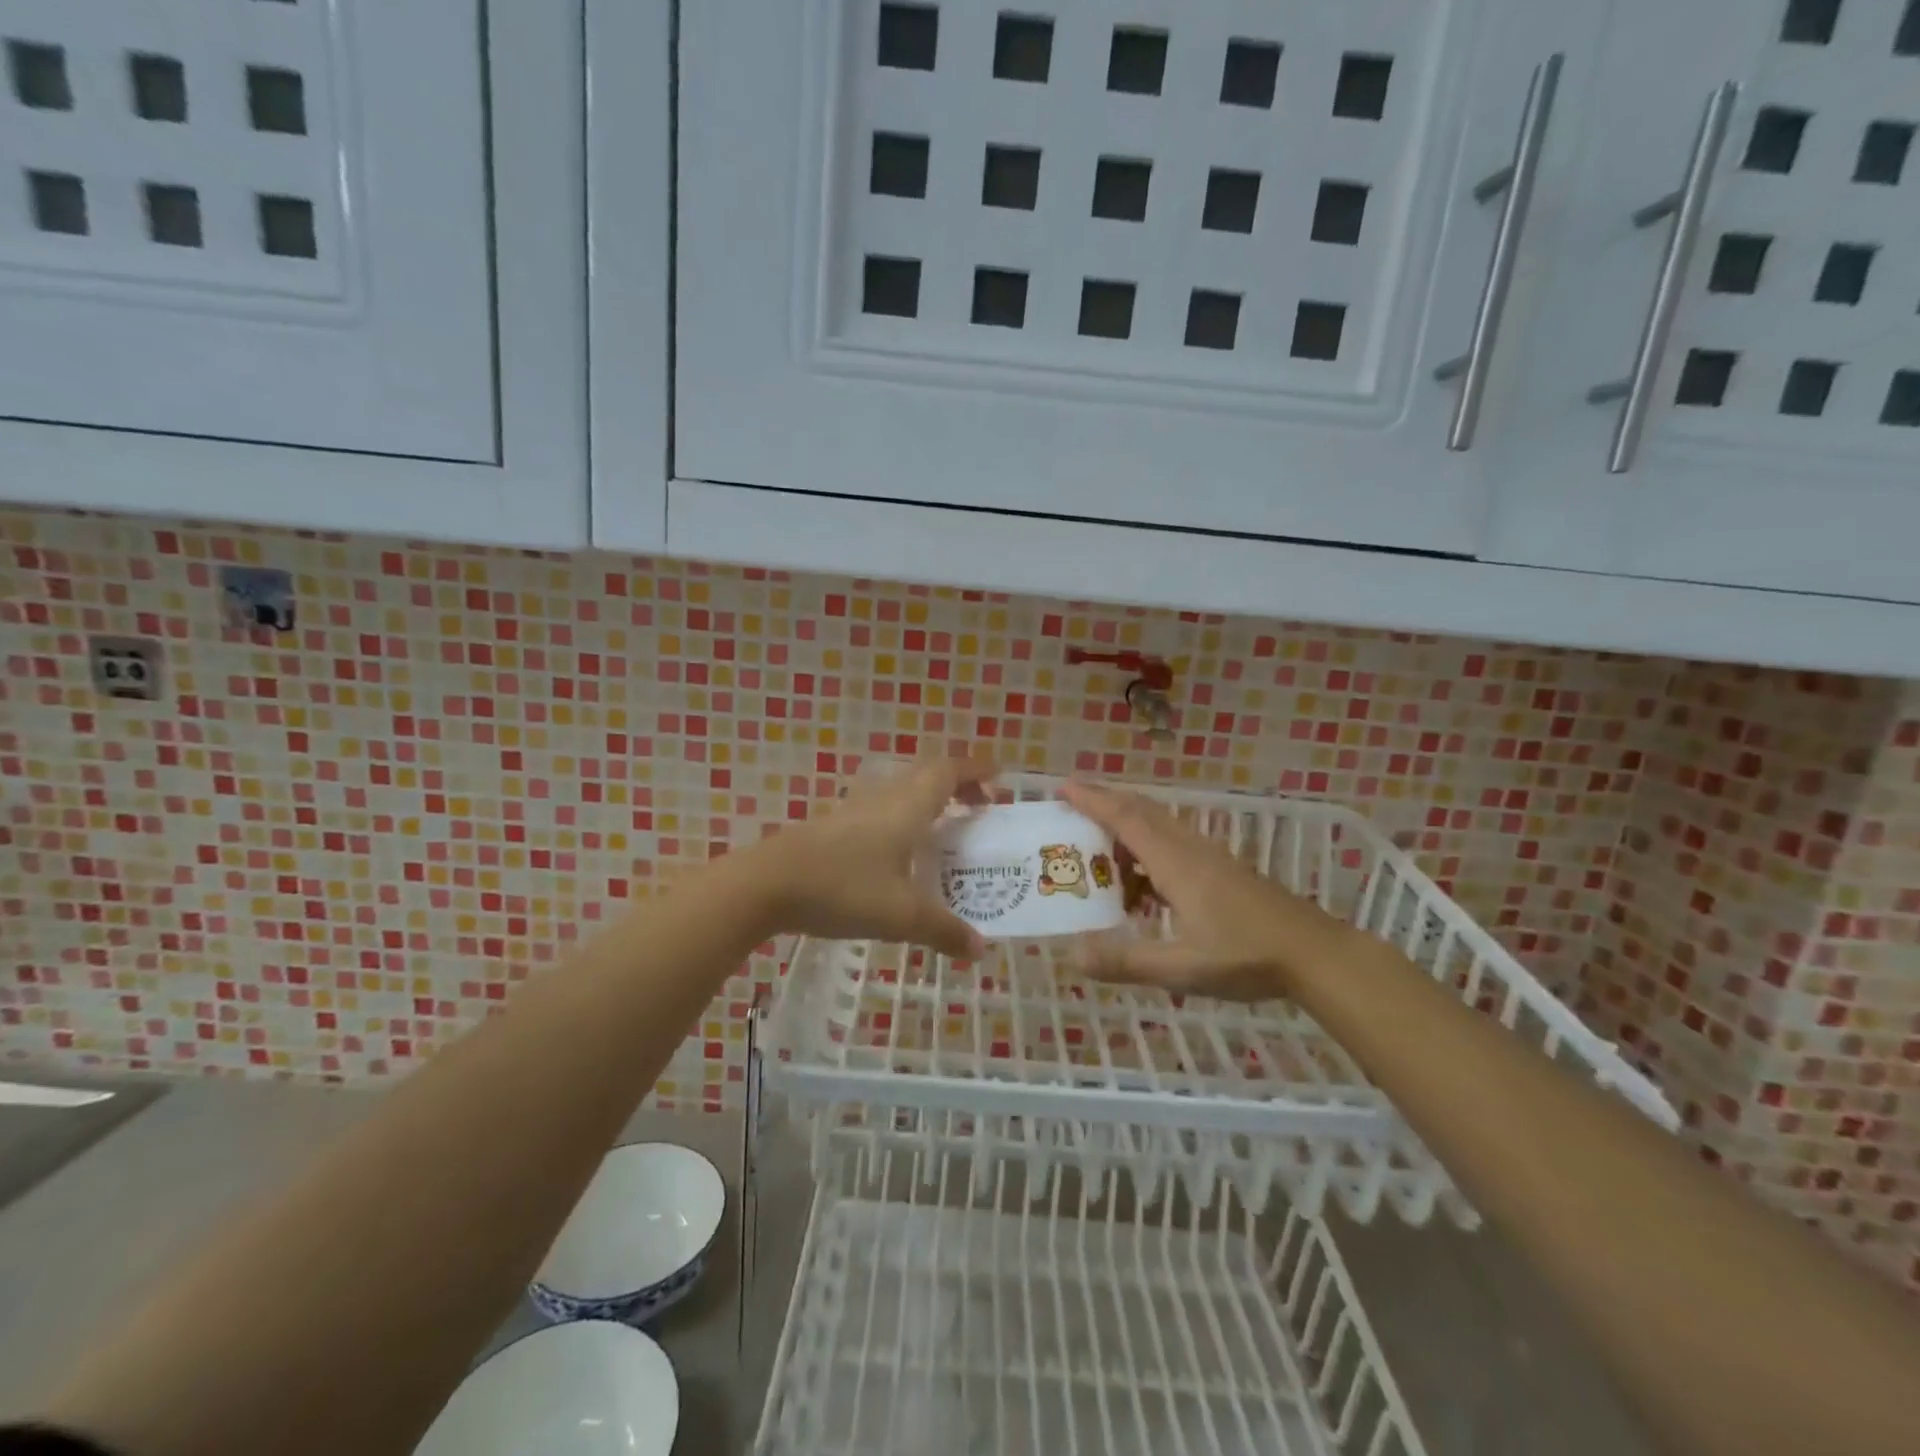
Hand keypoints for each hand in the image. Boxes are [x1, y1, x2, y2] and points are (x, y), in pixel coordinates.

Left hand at [749, 753, 996, 958]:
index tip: (1000, 780)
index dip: (977, 770)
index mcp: (908, 807)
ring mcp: (854, 810)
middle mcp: (884, 798)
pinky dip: (902, 820)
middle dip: (958, 787)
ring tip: (944, 833)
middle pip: (927, 776)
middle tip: (979, 811)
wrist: (767, 884)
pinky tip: (898, 855)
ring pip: (901, 792)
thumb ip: (943, 930)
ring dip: (928, 803)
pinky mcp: (833, 826)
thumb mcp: (901, 916)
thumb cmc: (843, 888)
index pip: (949, 771)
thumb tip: (979, 949)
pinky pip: (881, 811)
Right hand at [1061, 780, 1357, 1000]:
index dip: (1093, 800)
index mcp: (1175, 862)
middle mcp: (1190, 849)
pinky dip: (1147, 851)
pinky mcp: (1223, 871)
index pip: (1125, 819)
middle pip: (1141, 812)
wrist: (1315, 954)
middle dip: (1105, 803)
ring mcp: (1210, 858)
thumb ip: (1126, 961)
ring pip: (1160, 827)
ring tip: (1100, 852)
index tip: (1064, 787)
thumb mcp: (1180, 968)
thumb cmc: (1246, 957)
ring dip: (1126, 828)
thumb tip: (1071, 955)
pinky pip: (1174, 845)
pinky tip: (1143, 885)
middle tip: (1072, 808)